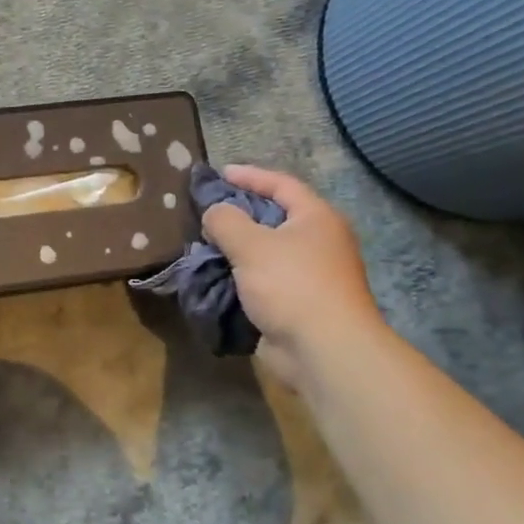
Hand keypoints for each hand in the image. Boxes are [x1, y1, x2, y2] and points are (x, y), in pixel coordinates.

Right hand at [201, 164, 384, 385]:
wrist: (322, 349)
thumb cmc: (291, 284)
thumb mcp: (250, 244)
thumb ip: (225, 220)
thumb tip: (214, 213)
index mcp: (316, 219)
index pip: (282, 185)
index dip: (250, 176)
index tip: (219, 174)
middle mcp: (317, 242)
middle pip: (273, 218)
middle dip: (238, 214)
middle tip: (205, 212)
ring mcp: (308, 275)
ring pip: (264, 252)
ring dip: (234, 249)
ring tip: (201, 245)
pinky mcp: (296, 303)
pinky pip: (261, 280)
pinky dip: (238, 276)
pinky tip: (213, 277)